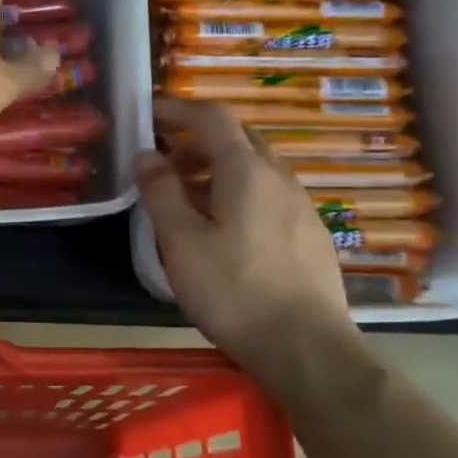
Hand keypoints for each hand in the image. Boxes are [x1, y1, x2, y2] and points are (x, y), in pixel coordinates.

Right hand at [135, 96, 354, 358]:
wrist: (307, 348)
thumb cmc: (234, 290)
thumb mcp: (181, 241)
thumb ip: (161, 192)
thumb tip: (147, 154)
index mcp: (246, 170)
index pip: (212, 116)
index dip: (178, 108)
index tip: (149, 114)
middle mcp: (279, 177)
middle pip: (237, 138)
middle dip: (197, 140)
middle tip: (164, 164)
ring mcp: (301, 205)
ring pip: (255, 168)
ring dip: (218, 169)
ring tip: (189, 201)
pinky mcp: (311, 234)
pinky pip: (270, 194)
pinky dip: (240, 193)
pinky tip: (226, 231)